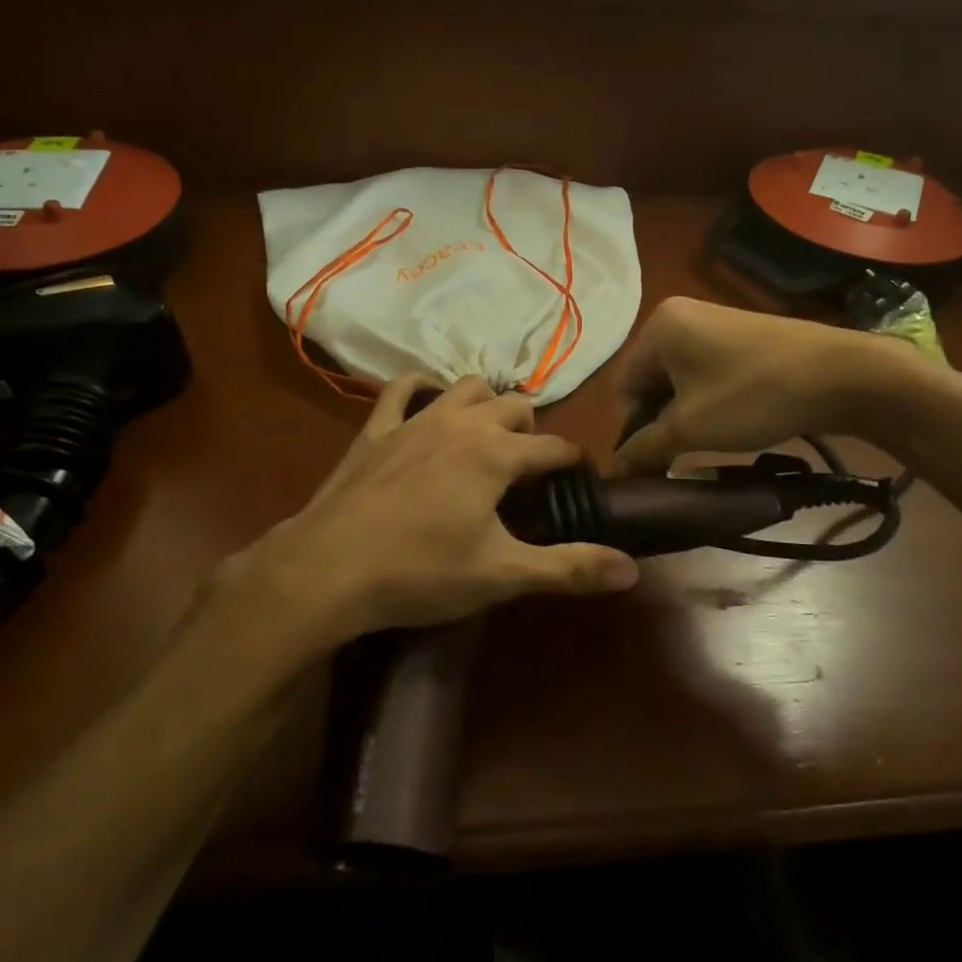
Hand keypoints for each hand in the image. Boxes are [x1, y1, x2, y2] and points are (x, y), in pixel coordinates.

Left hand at [223, 375, 639, 656]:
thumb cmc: (421, 572)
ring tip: (488, 435)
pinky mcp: (376, 428)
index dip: (573, 463)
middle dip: (532, 431)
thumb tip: (633, 569)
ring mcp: (416, 420)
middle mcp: (462, 423)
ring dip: (486, 404)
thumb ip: (569, 568)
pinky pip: (403, 388)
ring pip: (466, 387)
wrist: (328, 567)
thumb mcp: (502, 575)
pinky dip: (422, 389)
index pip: (554, 448)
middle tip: (530, 470)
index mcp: (498, 454)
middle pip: (515, 407)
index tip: (579, 482)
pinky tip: (428, 403)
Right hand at [612, 297, 924, 474]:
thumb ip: (645, 448)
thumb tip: (617, 470)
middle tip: (676, 458)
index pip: (623, 386)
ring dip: (683, 414)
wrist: (842, 375)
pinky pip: (705, 371)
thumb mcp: (691, 428)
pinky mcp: (740, 335)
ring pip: (679, 379)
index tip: (652, 462)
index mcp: (658, 327)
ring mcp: (713, 322)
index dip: (632, 429)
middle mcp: (679, 315)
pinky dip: (706, 400)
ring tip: (704, 444)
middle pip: (649, 380)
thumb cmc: (752, 396)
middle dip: (658, 422)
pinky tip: (727, 423)